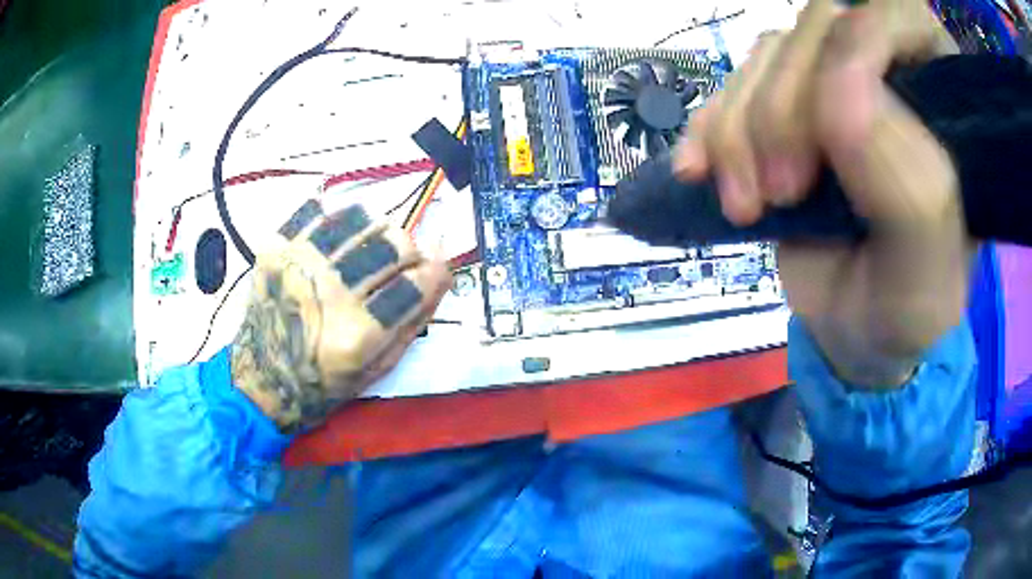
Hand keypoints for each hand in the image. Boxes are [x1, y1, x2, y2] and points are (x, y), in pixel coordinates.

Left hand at [230, 201, 449, 431]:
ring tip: (367, 253)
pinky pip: (322, 212)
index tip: (429, 275)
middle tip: (396, 269)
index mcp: (356, 334)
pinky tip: (337, 243)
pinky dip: (341, 222)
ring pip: (363, 219)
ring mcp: (297, 264)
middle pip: (395, 243)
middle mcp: (326, 293)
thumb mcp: (381, 366)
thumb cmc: (327, 382)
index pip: (419, 279)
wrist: (263, 377)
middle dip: (408, 253)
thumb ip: (417, 315)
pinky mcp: (275, 247)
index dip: (433, 272)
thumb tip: (444, 265)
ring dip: (377, 233)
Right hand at [675, 0, 973, 387]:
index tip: (831, 127)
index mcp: (940, 97)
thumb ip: (908, 180)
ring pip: (767, 56)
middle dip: (785, 107)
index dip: (856, 44)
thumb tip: (836, 91)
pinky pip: (732, 87)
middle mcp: (887, 74)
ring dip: (741, 129)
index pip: (896, 16)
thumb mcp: (925, 263)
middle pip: (817, 30)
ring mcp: (831, 86)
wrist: (860, 335)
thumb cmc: (908, 306)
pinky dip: (709, 129)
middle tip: (783, 192)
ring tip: (747, 204)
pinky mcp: (785, 110)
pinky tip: (700, 173)